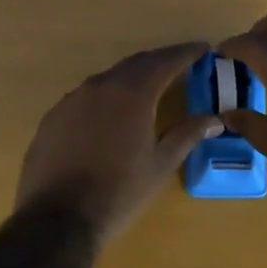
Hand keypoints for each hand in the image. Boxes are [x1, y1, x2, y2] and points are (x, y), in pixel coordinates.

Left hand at [16, 41, 224, 242]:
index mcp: (132, 93)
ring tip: (148, 88)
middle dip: (159, 62)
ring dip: (131, 79)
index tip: (203, 48)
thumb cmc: (119, 192)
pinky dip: (105, 98)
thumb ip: (186, 135)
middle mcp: (100, 86)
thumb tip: (213, 119)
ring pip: (108, 80)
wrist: (58, 219)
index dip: (186, 53)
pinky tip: (110, 115)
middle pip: (135, 64)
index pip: (165, 62)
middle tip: (180, 64)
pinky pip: (85, 98)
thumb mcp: (160, 165)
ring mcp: (71, 100)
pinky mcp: (53, 118)